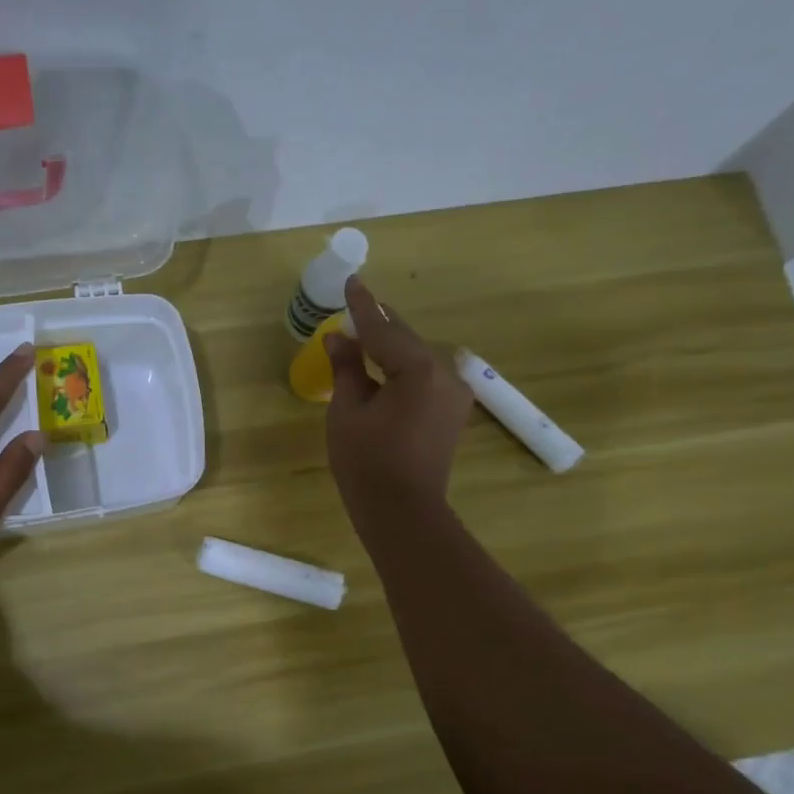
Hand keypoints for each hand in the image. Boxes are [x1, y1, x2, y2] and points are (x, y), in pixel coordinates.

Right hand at [324, 277, 473, 529]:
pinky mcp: (454, 410)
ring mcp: (455, 392)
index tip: (351, 281)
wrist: (403, 512)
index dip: (362, 306)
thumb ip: (347, 368)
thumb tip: (339, 337)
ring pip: (417, 357)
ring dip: (391, 346)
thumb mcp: (347, 411)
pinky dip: (403, 367)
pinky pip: (425, 376)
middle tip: (355, 306)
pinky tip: (384, 366)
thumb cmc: (366, 463)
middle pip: (405, 339)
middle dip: (379, 324)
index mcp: (418, 369)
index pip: (383, 329)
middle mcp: (445, 373)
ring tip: (364, 335)